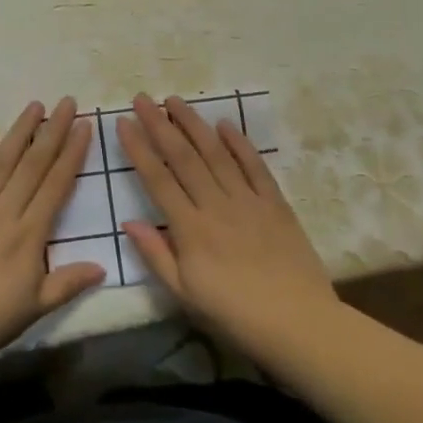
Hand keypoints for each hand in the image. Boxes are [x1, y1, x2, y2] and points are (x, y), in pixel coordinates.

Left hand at [0, 98, 104, 369]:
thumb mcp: (32, 310)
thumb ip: (67, 284)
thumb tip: (102, 267)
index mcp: (28, 235)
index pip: (56, 185)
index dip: (72, 154)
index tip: (85, 126)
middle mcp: (3, 211)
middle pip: (32, 164)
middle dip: (53, 131)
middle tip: (67, 102)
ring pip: (1, 160)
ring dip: (20, 131)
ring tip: (35, 106)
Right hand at [117, 93, 337, 361]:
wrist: (298, 324)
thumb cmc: (235, 315)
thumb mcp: (185, 295)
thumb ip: (156, 255)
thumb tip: (128, 222)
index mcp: (190, 229)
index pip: (158, 179)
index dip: (139, 148)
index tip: (123, 122)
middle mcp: (215, 205)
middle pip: (183, 157)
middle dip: (159, 125)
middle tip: (142, 99)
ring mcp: (247, 200)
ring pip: (215, 153)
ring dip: (193, 124)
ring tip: (175, 101)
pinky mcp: (275, 203)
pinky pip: (254, 166)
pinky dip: (239, 143)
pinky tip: (224, 124)